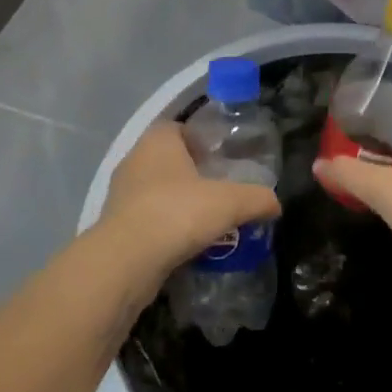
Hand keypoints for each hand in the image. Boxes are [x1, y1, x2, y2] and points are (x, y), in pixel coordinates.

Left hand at [99, 123, 280, 285]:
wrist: (126, 262)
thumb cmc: (178, 213)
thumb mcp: (230, 202)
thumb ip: (257, 198)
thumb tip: (276, 203)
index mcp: (159, 138)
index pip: (184, 129)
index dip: (206, 142)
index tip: (226, 161)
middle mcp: (136, 158)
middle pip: (172, 160)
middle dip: (195, 175)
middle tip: (223, 191)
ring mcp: (121, 192)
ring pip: (158, 191)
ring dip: (179, 203)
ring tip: (208, 221)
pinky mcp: (115, 225)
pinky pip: (148, 218)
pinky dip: (165, 227)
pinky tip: (186, 243)